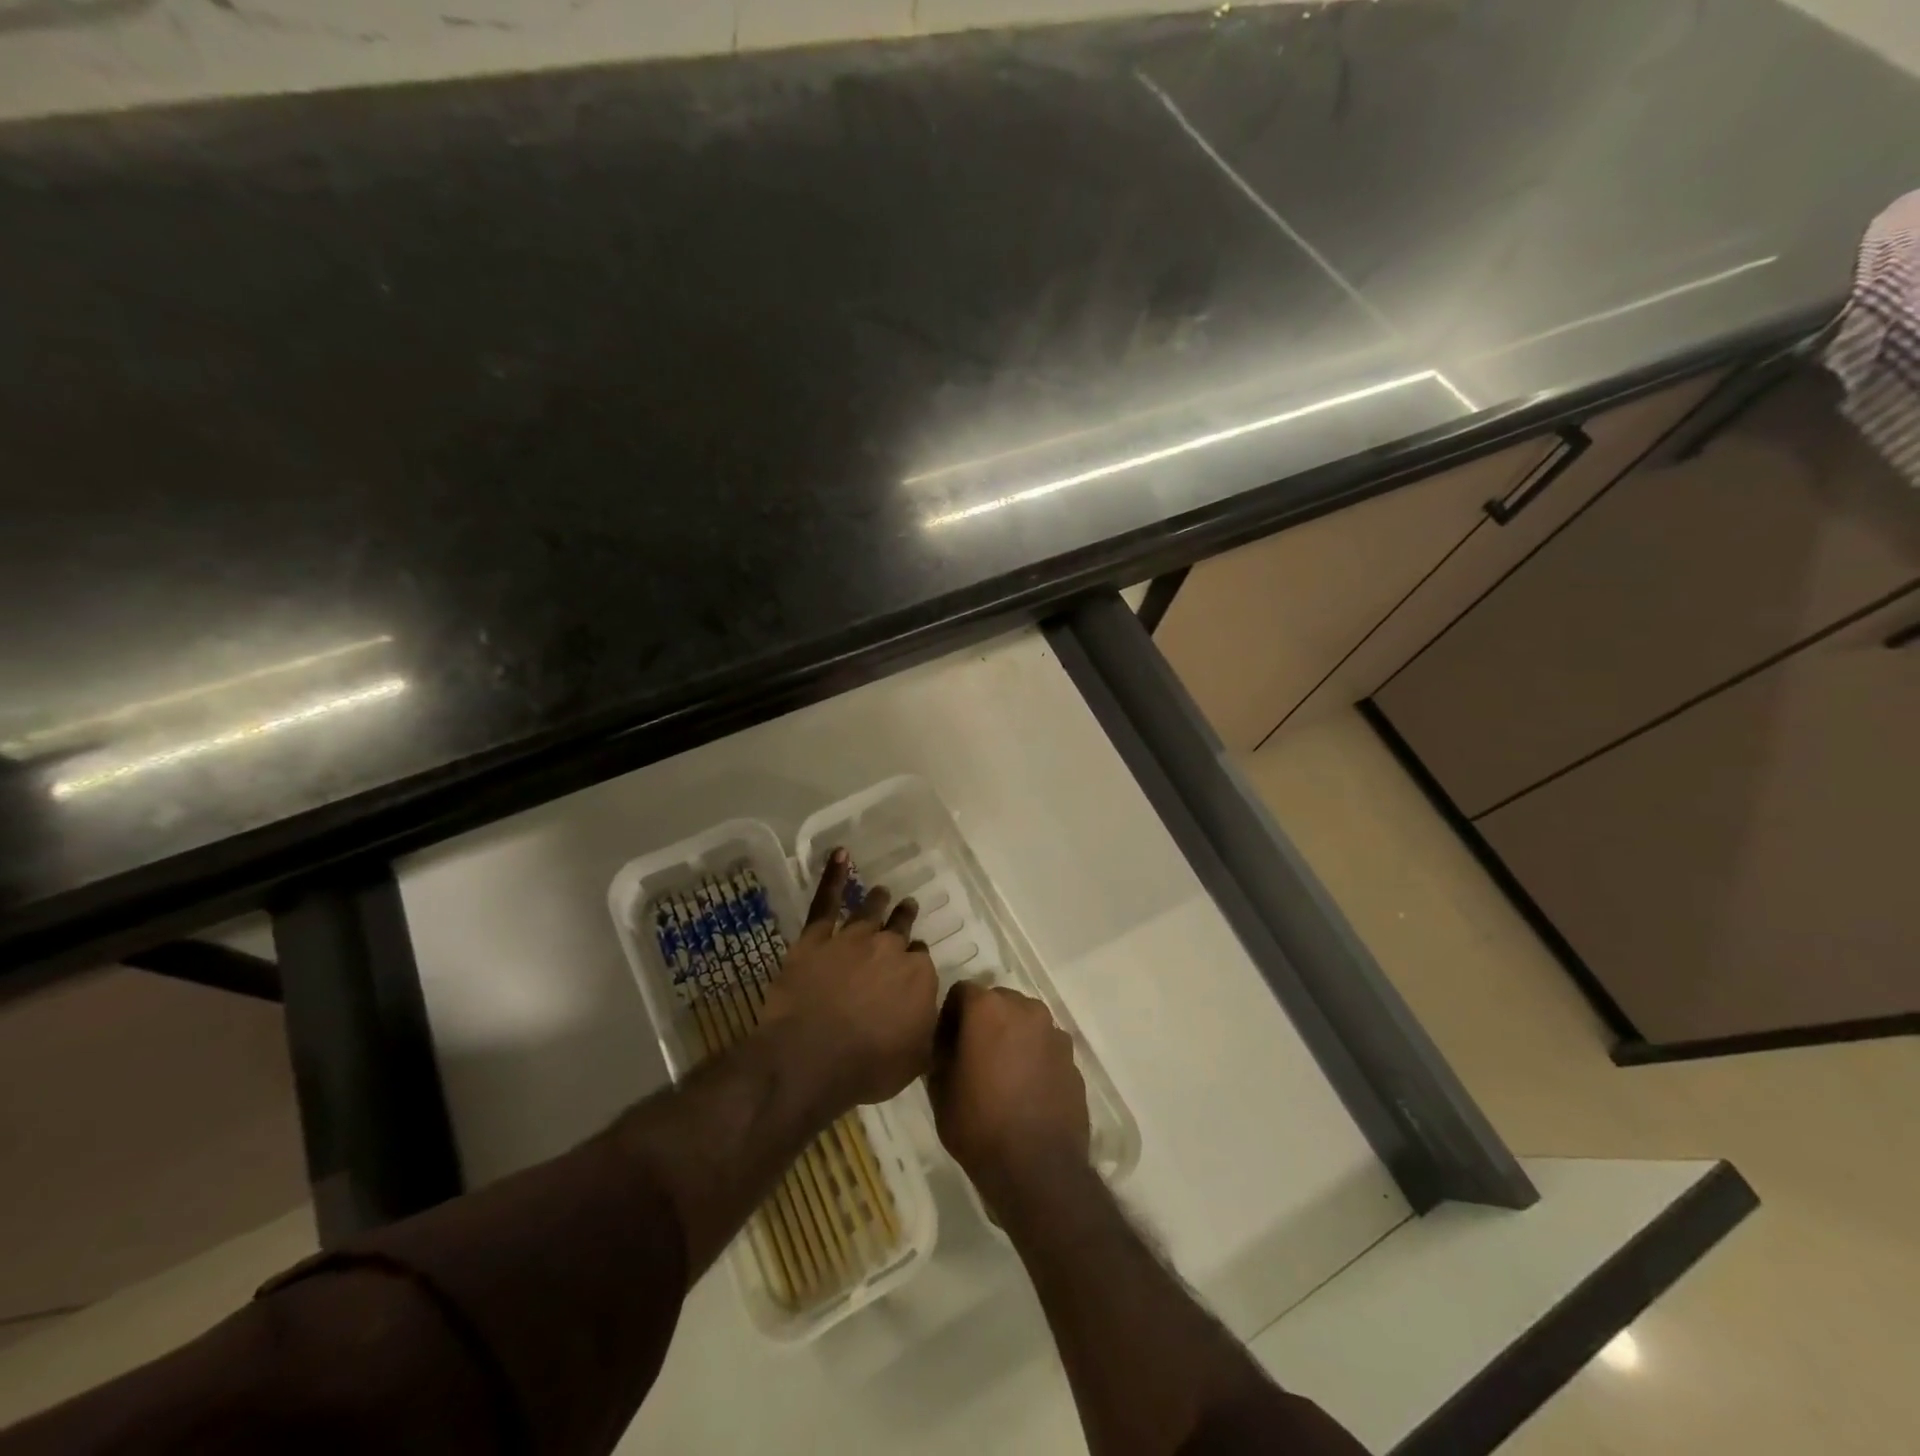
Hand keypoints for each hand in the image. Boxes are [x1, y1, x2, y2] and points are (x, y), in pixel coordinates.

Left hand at [760, 849, 939, 1112]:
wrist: (813, 1057)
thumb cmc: (869, 1065)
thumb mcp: (917, 1058)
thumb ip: (930, 1028)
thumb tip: (937, 1012)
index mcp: (918, 975)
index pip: (921, 960)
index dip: (915, 961)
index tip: (912, 963)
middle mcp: (889, 948)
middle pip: (900, 929)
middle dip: (904, 918)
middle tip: (907, 907)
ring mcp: (851, 939)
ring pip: (869, 911)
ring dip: (878, 901)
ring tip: (882, 891)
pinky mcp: (816, 939)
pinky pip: (826, 901)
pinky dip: (833, 876)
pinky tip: (840, 854)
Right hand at [929, 981, 1090, 1211]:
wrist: (1038, 1169)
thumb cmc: (979, 1125)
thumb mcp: (939, 1089)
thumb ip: (941, 1052)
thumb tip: (947, 1041)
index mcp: (988, 1008)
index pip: (961, 992)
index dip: (949, 1016)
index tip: (945, 1044)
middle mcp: (1025, 1008)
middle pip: (997, 1001)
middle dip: (983, 1021)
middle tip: (973, 1056)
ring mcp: (1054, 1032)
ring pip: (1024, 1022)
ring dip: (1011, 1037)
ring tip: (1003, 1075)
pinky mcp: (1073, 1058)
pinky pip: (1045, 1046)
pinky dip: (1034, 1057)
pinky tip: (1027, 1090)